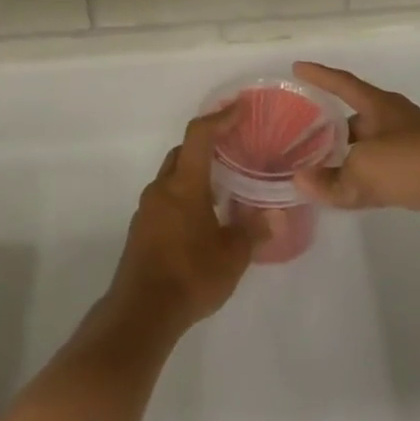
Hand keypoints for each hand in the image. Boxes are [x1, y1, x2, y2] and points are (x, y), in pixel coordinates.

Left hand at [107, 108, 257, 335]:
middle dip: (206, 146)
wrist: (141, 311)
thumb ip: (255, 232)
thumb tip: (278, 216)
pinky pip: (165, 200)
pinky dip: (184, 197)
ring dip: (195, 175)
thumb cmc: (190, 275)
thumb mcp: (232, 256)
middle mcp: (161, 189)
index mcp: (184, 185)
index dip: (219, 118)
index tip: (240, 109)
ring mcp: (147, 209)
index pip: (199, 136)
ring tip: (223, 188)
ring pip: (172, 178)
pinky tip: (202, 219)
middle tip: (233, 149)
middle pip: (182, 153)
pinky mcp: (141, 230)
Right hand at [291, 62, 419, 235]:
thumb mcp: (365, 171)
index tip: (296, 68)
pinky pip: (384, 172)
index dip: (319, 75)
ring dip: (347, 156)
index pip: (343, 83)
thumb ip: (331, 180)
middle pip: (355, 118)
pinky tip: (353, 192)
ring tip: (320, 167)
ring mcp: (414, 146)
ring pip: (369, 147)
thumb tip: (300, 182)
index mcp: (380, 107)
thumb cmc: (418, 163)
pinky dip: (365, 180)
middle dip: (330, 126)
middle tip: (301, 135)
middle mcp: (396, 120)